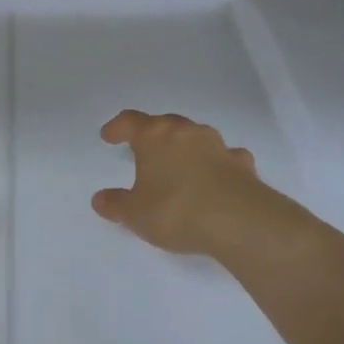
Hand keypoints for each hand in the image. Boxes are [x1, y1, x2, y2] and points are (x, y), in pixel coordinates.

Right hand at [92, 110, 286, 256]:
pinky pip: (225, 157)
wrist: (239, 222)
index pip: (130, 121)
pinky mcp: (243, 164)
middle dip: (153, 134)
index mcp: (155, 136)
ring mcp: (218, 145)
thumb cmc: (176, 210)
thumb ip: (116, 205)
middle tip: (144, 149)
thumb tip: (100, 199)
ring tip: (179, 164)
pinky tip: (215, 178)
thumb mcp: (135, 214)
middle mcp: (186, 132)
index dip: (117, 127)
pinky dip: (217, 163)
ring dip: (186, 147)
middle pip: (165, 124)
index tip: (108, 136)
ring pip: (196, 137)